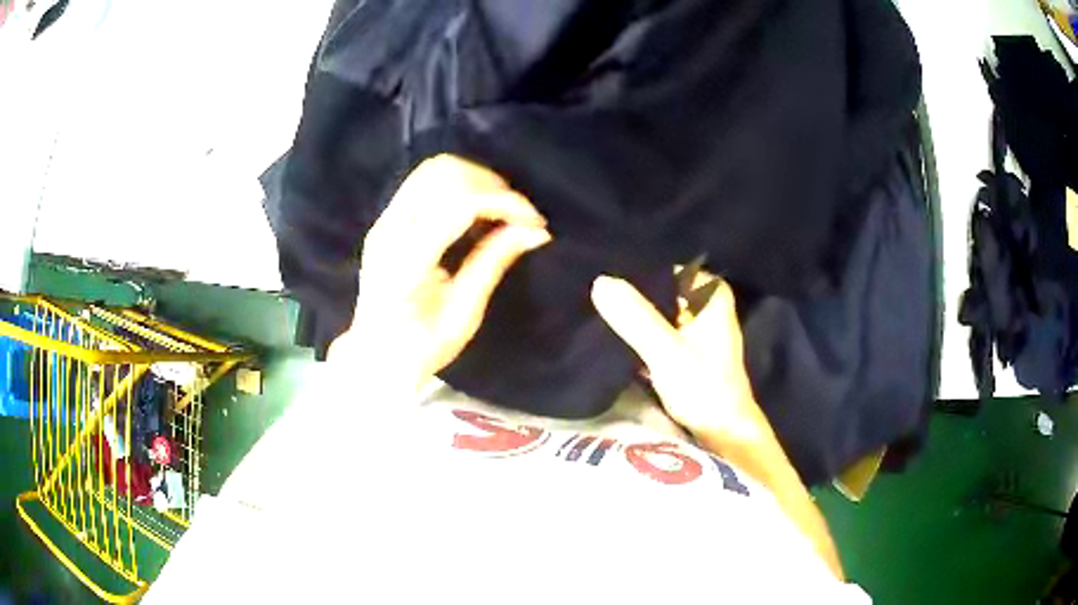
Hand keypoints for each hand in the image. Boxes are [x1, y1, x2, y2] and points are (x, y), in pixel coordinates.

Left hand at [331, 154, 550, 381]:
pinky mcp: (387, 219)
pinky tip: (476, 211)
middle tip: (517, 216)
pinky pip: (425, 182)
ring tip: (500, 209)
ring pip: (434, 169)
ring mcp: (384, 221)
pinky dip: (458, 185)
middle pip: (444, 173)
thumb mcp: (464, 315)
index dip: (503, 202)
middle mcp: (389, 231)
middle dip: (490, 185)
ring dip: (475, 180)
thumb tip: (535, 232)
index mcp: (406, 261)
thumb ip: (493, 263)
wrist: (376, 356)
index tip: (533, 221)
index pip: (459, 205)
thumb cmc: (421, 348)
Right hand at [590, 275, 772, 450]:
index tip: (602, 280)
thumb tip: (599, 281)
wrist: (723, 433)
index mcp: (711, 294)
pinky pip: (657, 329)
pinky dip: (640, 333)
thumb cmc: (703, 390)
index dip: (634, 275)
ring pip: (657, 311)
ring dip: (633, 316)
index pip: (664, 269)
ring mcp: (697, 327)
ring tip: (597, 313)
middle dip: (631, 296)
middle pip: (660, 290)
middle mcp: (707, 303)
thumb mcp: (666, 352)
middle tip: (593, 297)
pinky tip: (614, 335)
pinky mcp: (686, 348)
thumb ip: (635, 318)